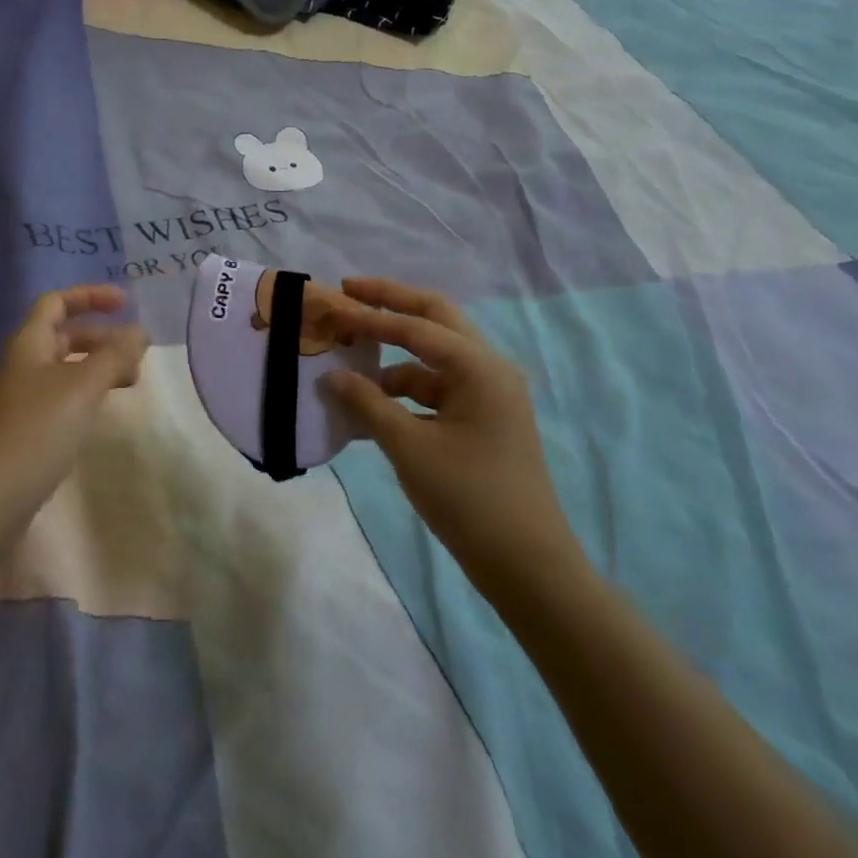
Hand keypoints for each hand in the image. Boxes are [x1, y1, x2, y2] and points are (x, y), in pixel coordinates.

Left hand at [0, 286, 149, 526]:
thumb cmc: (35, 432)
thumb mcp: (82, 388)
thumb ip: (114, 356)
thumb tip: (139, 333)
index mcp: (26, 344)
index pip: (56, 302)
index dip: (90, 296)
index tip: (126, 303)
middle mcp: (18, 364)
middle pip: (63, 335)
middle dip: (102, 337)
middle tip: (138, 354)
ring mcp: (16, 398)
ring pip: (63, 367)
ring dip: (97, 366)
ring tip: (130, 382)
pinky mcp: (20, 429)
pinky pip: (58, 395)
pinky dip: (84, 392)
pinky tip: (101, 410)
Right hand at [321, 277, 586, 605]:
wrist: (527, 565)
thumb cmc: (469, 497)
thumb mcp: (409, 447)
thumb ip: (367, 404)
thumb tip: (331, 376)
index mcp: (479, 367)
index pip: (416, 326)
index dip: (371, 315)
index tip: (334, 303)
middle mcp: (488, 369)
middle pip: (435, 320)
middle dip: (392, 304)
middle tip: (350, 293)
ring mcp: (488, 394)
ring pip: (434, 357)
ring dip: (394, 356)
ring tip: (350, 362)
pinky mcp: (483, 419)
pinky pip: (437, 389)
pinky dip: (405, 391)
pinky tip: (373, 406)